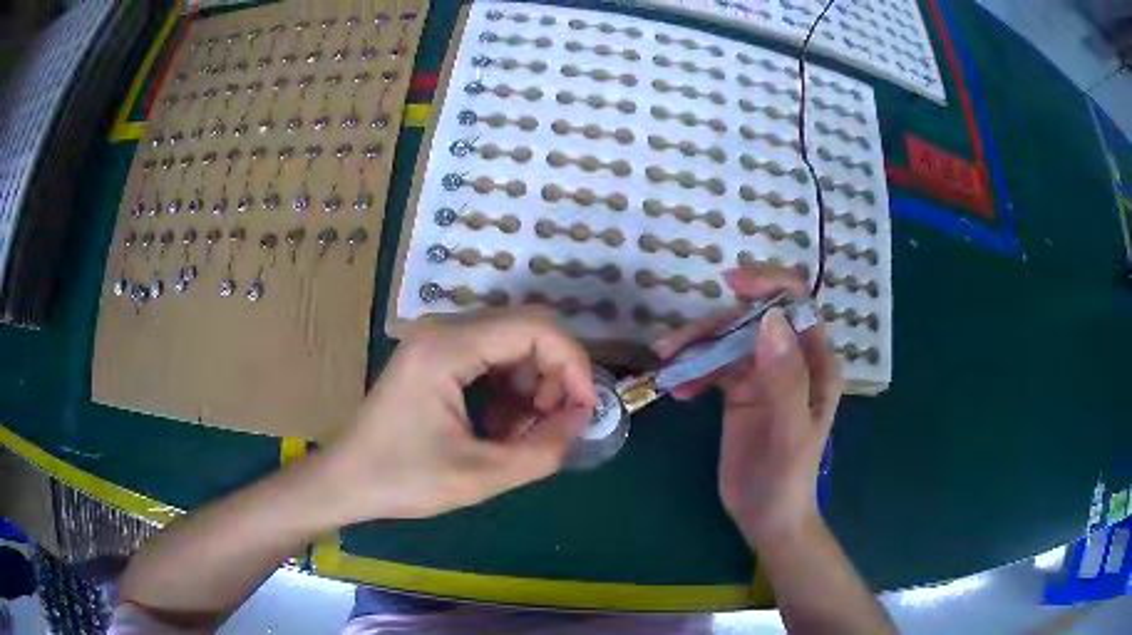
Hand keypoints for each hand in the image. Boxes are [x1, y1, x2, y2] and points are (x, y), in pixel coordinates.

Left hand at [315, 308, 596, 523]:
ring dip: (532, 387)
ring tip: (525, 435)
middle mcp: (443, 329)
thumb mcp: (480, 475)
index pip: (537, 328)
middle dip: (554, 377)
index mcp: (448, 347)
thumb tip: (580, 422)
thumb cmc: (403, 479)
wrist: (346, 481)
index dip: (574, 365)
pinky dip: (510, 391)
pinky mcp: (436, 356)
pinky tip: (501, 428)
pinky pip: (491, 359)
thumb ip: (542, 451)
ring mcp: (437, 340)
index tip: (584, 410)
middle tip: (556, 426)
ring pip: (512, 345)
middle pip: (527, 331)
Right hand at [652, 265, 843, 545]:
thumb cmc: (786, 480)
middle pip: (753, 318)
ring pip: (729, 339)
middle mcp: (791, 360)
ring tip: (667, 362)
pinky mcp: (741, 391)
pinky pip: (715, 366)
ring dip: (697, 346)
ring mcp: (764, 374)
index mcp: (816, 363)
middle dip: (716, 323)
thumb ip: (785, 379)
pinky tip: (679, 391)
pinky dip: (694, 370)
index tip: (731, 284)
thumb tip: (768, 319)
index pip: (797, 305)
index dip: (768, 284)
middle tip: (675, 344)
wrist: (767, 518)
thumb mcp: (789, 433)